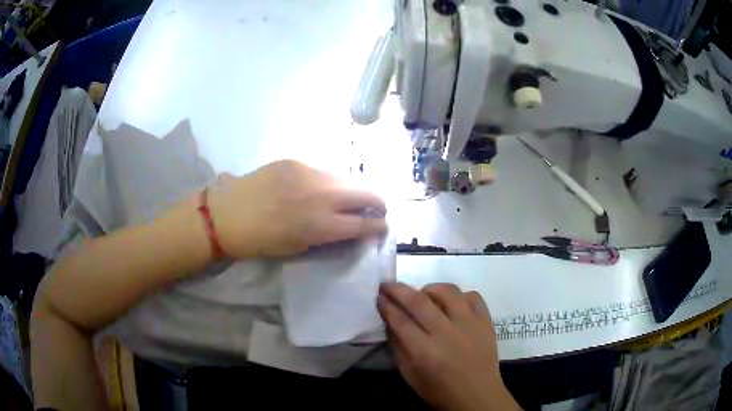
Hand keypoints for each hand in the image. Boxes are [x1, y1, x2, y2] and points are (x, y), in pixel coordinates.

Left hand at [209, 160, 386, 258]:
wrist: (226, 215)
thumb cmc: (261, 241)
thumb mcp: (299, 247)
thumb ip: (328, 235)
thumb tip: (349, 226)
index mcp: (320, 225)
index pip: (363, 223)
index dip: (378, 225)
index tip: (384, 226)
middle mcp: (320, 195)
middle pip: (365, 192)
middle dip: (377, 202)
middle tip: (377, 208)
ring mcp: (308, 173)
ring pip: (346, 177)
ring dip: (354, 189)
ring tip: (350, 198)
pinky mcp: (294, 162)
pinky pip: (323, 171)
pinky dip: (330, 181)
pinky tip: (321, 188)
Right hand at [378, 283, 520, 410]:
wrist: (477, 397)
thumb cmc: (439, 391)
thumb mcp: (410, 376)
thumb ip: (398, 347)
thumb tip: (390, 321)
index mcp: (425, 352)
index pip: (400, 321)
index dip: (386, 306)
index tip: (379, 297)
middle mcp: (447, 334)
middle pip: (419, 302)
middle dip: (398, 290)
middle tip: (388, 285)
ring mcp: (470, 325)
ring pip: (448, 292)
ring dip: (430, 288)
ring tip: (424, 295)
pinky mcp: (486, 322)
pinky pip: (473, 296)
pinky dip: (460, 296)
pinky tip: (453, 304)